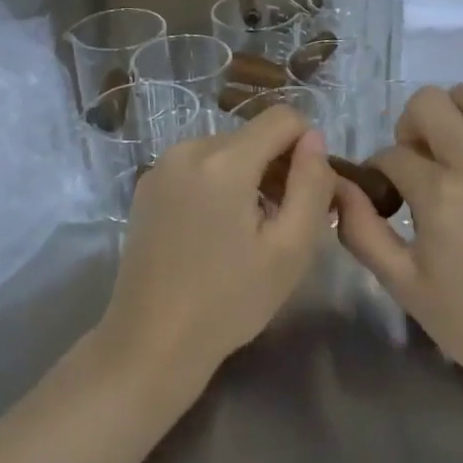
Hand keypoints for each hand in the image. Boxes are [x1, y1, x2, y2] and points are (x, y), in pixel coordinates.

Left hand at [97, 106, 334, 391]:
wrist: (150, 343)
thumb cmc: (229, 301)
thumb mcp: (290, 249)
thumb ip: (312, 184)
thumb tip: (314, 139)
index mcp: (224, 160)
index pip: (283, 118)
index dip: (308, 147)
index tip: (307, 192)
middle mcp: (188, 148)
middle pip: (254, 135)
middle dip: (277, 167)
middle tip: (281, 223)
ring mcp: (162, 166)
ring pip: (227, 151)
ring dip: (248, 178)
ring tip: (248, 232)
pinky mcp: (147, 186)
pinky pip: (199, 166)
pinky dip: (219, 185)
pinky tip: (216, 232)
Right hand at [335, 81, 462, 395]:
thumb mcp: (402, 283)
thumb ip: (361, 231)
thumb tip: (338, 189)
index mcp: (439, 191)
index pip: (391, 155)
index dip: (377, 173)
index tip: (384, 200)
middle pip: (430, 102)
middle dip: (410, 125)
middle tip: (417, 164)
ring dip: (461, 108)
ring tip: (456, 142)